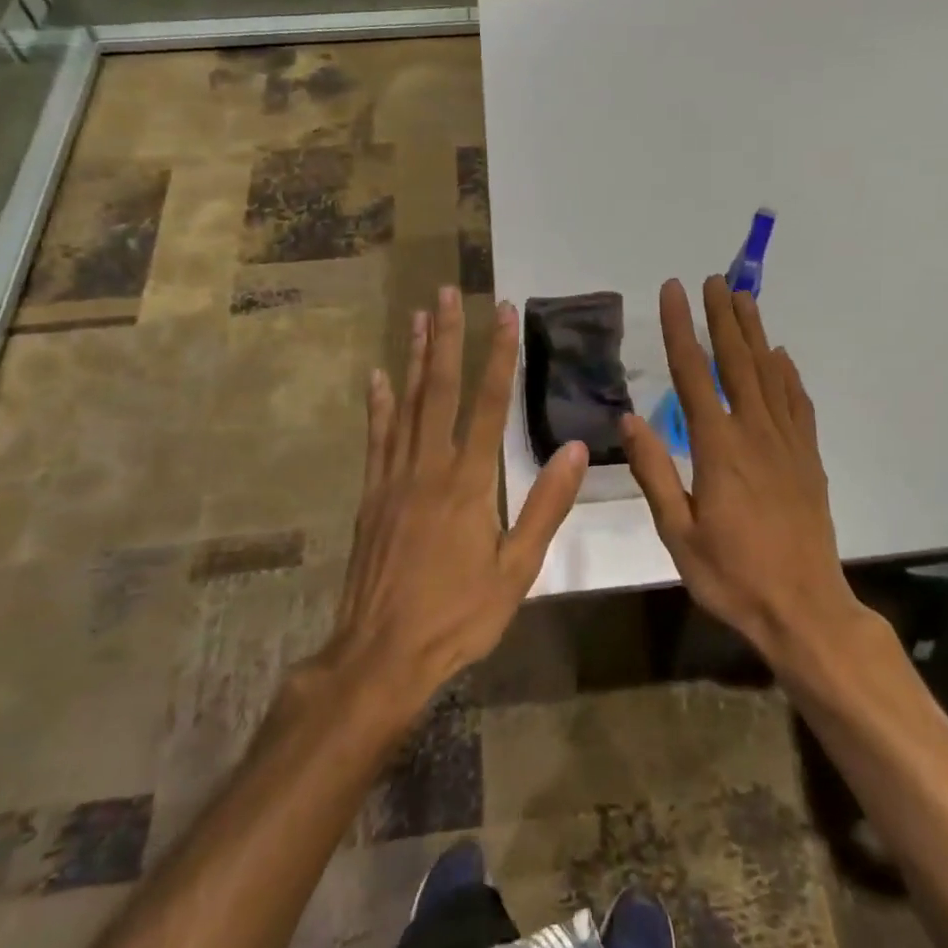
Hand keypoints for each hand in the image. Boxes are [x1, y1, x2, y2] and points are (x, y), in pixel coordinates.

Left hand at [329, 286, 587, 703]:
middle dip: (449, 338)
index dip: (499, 356)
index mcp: (470, 483)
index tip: (504, 314)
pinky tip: (379, 377)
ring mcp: (394, 479)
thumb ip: (545, 506)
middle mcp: (430, 468)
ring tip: (420, 316)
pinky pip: (377, 439)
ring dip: (416, 358)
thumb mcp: (517, 569)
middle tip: (448, 292)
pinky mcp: (371, 496)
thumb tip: (575, 449)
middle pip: (441, 390)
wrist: (381, 655)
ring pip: (407, 405)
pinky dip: (379, 405)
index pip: (489, 404)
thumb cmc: (458, 616)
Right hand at [621, 277, 865, 668]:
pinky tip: (782, 357)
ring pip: (770, 374)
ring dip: (755, 334)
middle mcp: (755, 433)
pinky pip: (798, 404)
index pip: (693, 374)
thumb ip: (655, 472)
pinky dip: (788, 374)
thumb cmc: (732, 576)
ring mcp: (788, 443)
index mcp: (718, 448)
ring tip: (745, 299)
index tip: (674, 290)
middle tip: (715, 279)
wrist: (804, 609)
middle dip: (723, 317)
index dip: (681, 329)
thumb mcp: (678, 533)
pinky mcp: (808, 458)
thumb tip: (630, 417)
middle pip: (737, 362)